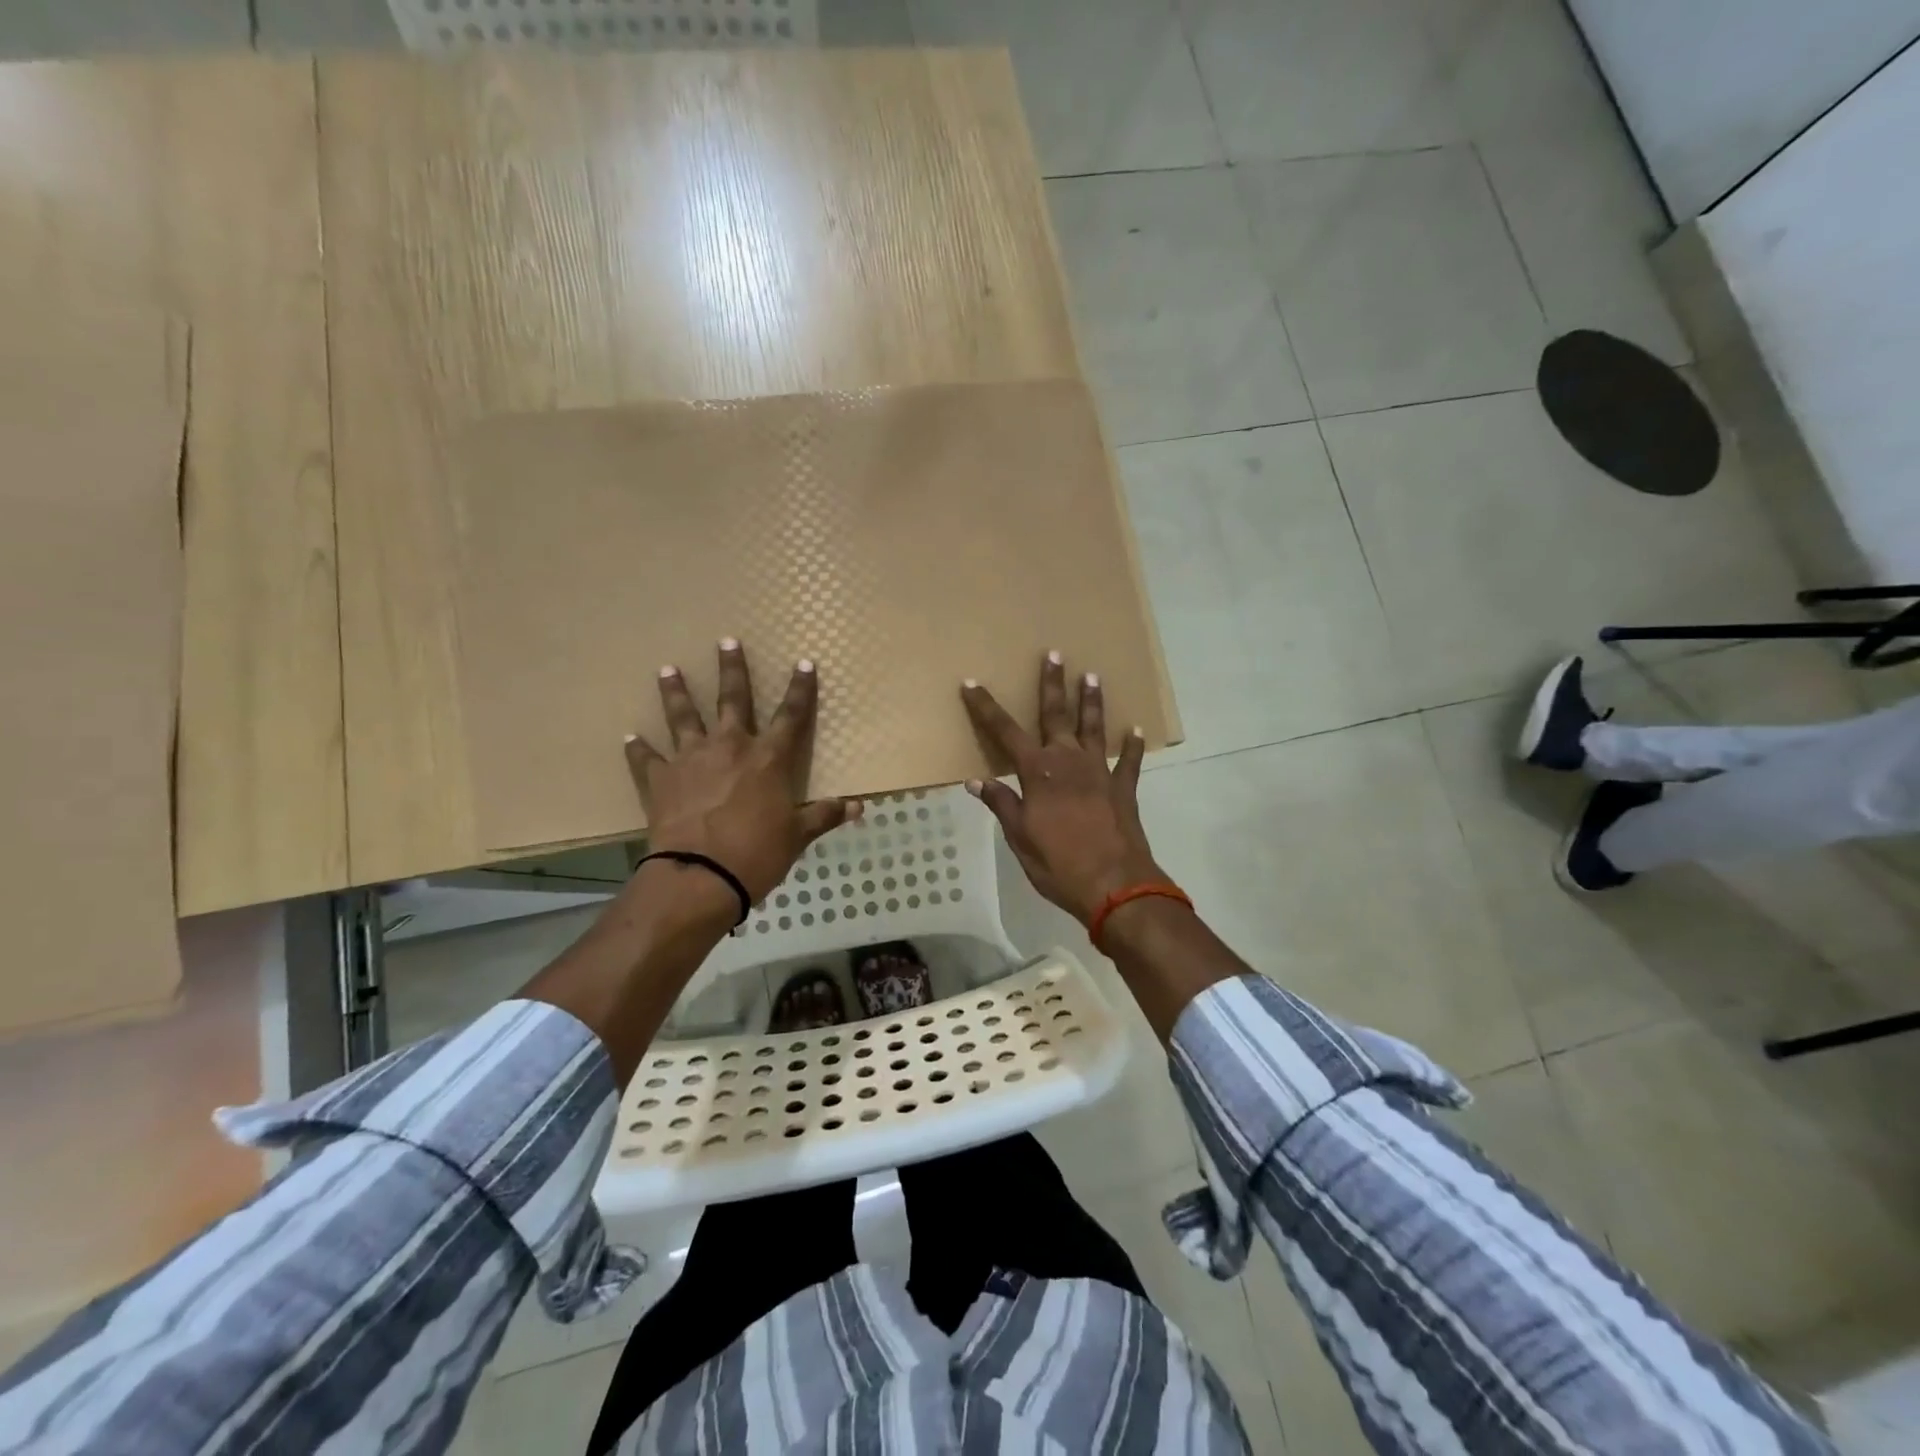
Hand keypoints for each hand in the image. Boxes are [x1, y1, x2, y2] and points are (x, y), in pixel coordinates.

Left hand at [626, 640, 857, 903]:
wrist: (700, 875)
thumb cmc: (758, 853)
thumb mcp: (797, 836)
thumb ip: (825, 815)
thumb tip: (859, 806)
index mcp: (768, 758)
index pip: (791, 716)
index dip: (800, 689)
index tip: (803, 664)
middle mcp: (730, 747)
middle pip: (733, 699)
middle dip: (732, 669)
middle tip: (726, 641)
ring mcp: (691, 760)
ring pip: (683, 717)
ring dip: (676, 692)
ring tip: (668, 670)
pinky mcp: (660, 780)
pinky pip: (646, 759)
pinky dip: (638, 749)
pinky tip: (630, 737)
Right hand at [960, 653, 1164, 923]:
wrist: (1115, 885)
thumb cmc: (1059, 864)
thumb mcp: (1020, 838)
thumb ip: (1002, 805)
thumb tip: (977, 780)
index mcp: (1038, 773)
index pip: (1006, 732)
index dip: (987, 708)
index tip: (973, 683)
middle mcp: (1068, 762)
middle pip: (1056, 715)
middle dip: (1052, 684)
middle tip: (1054, 654)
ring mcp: (1100, 772)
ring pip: (1094, 728)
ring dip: (1091, 702)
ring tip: (1092, 676)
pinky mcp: (1123, 789)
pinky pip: (1128, 761)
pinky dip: (1131, 746)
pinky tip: (1135, 730)